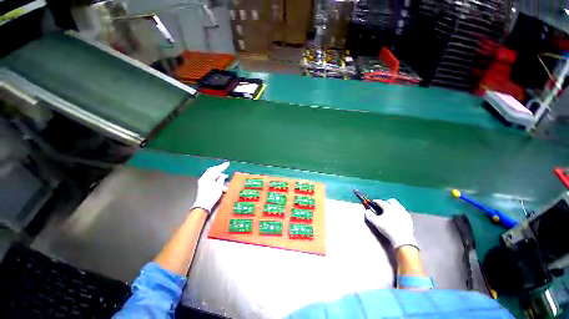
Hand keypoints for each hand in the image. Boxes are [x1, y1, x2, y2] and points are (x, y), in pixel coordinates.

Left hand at [192, 162, 229, 212]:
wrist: (203, 205)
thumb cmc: (212, 195)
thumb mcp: (219, 186)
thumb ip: (221, 179)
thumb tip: (224, 175)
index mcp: (208, 177)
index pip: (216, 169)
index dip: (222, 166)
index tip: (227, 164)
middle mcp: (204, 178)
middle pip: (212, 170)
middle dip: (219, 169)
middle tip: (224, 167)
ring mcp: (202, 182)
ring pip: (211, 175)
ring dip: (218, 175)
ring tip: (224, 177)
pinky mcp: (203, 186)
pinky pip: (210, 179)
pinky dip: (215, 179)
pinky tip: (220, 183)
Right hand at [364, 198, 417, 249]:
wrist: (402, 239)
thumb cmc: (388, 229)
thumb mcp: (375, 222)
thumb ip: (369, 215)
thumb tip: (367, 211)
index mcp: (388, 207)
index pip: (381, 202)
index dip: (376, 201)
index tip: (374, 202)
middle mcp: (397, 208)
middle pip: (392, 201)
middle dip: (387, 202)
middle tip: (383, 205)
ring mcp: (404, 213)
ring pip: (398, 206)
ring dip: (393, 206)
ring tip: (390, 210)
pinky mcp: (409, 219)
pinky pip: (403, 212)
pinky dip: (399, 212)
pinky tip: (398, 216)